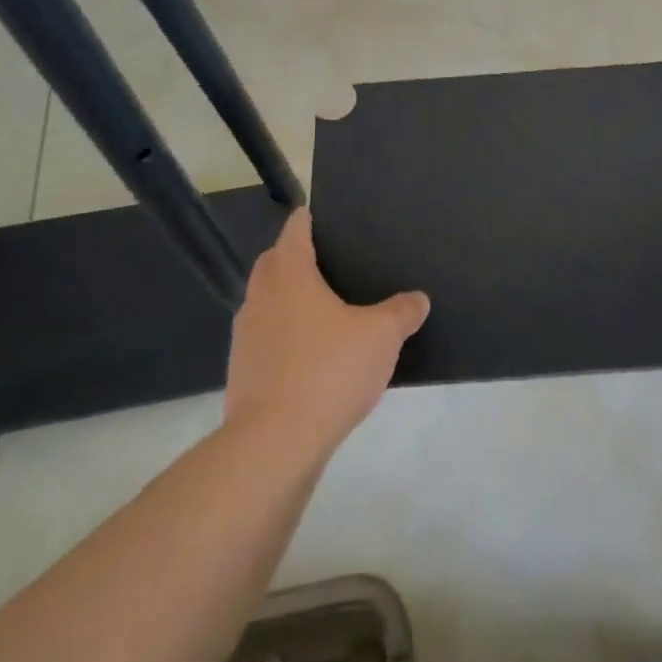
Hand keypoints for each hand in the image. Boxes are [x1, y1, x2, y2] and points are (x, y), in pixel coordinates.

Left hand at [224, 208, 429, 455]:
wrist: (273, 445)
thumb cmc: (328, 371)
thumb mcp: (381, 336)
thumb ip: (402, 312)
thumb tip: (418, 299)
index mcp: (290, 275)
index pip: (294, 231)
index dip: (307, 219)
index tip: (321, 217)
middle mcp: (261, 298)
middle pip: (272, 262)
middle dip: (292, 256)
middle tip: (326, 262)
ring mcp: (246, 337)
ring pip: (264, 302)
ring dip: (284, 298)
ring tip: (321, 310)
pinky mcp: (242, 373)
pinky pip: (263, 339)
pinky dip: (281, 336)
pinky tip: (309, 355)